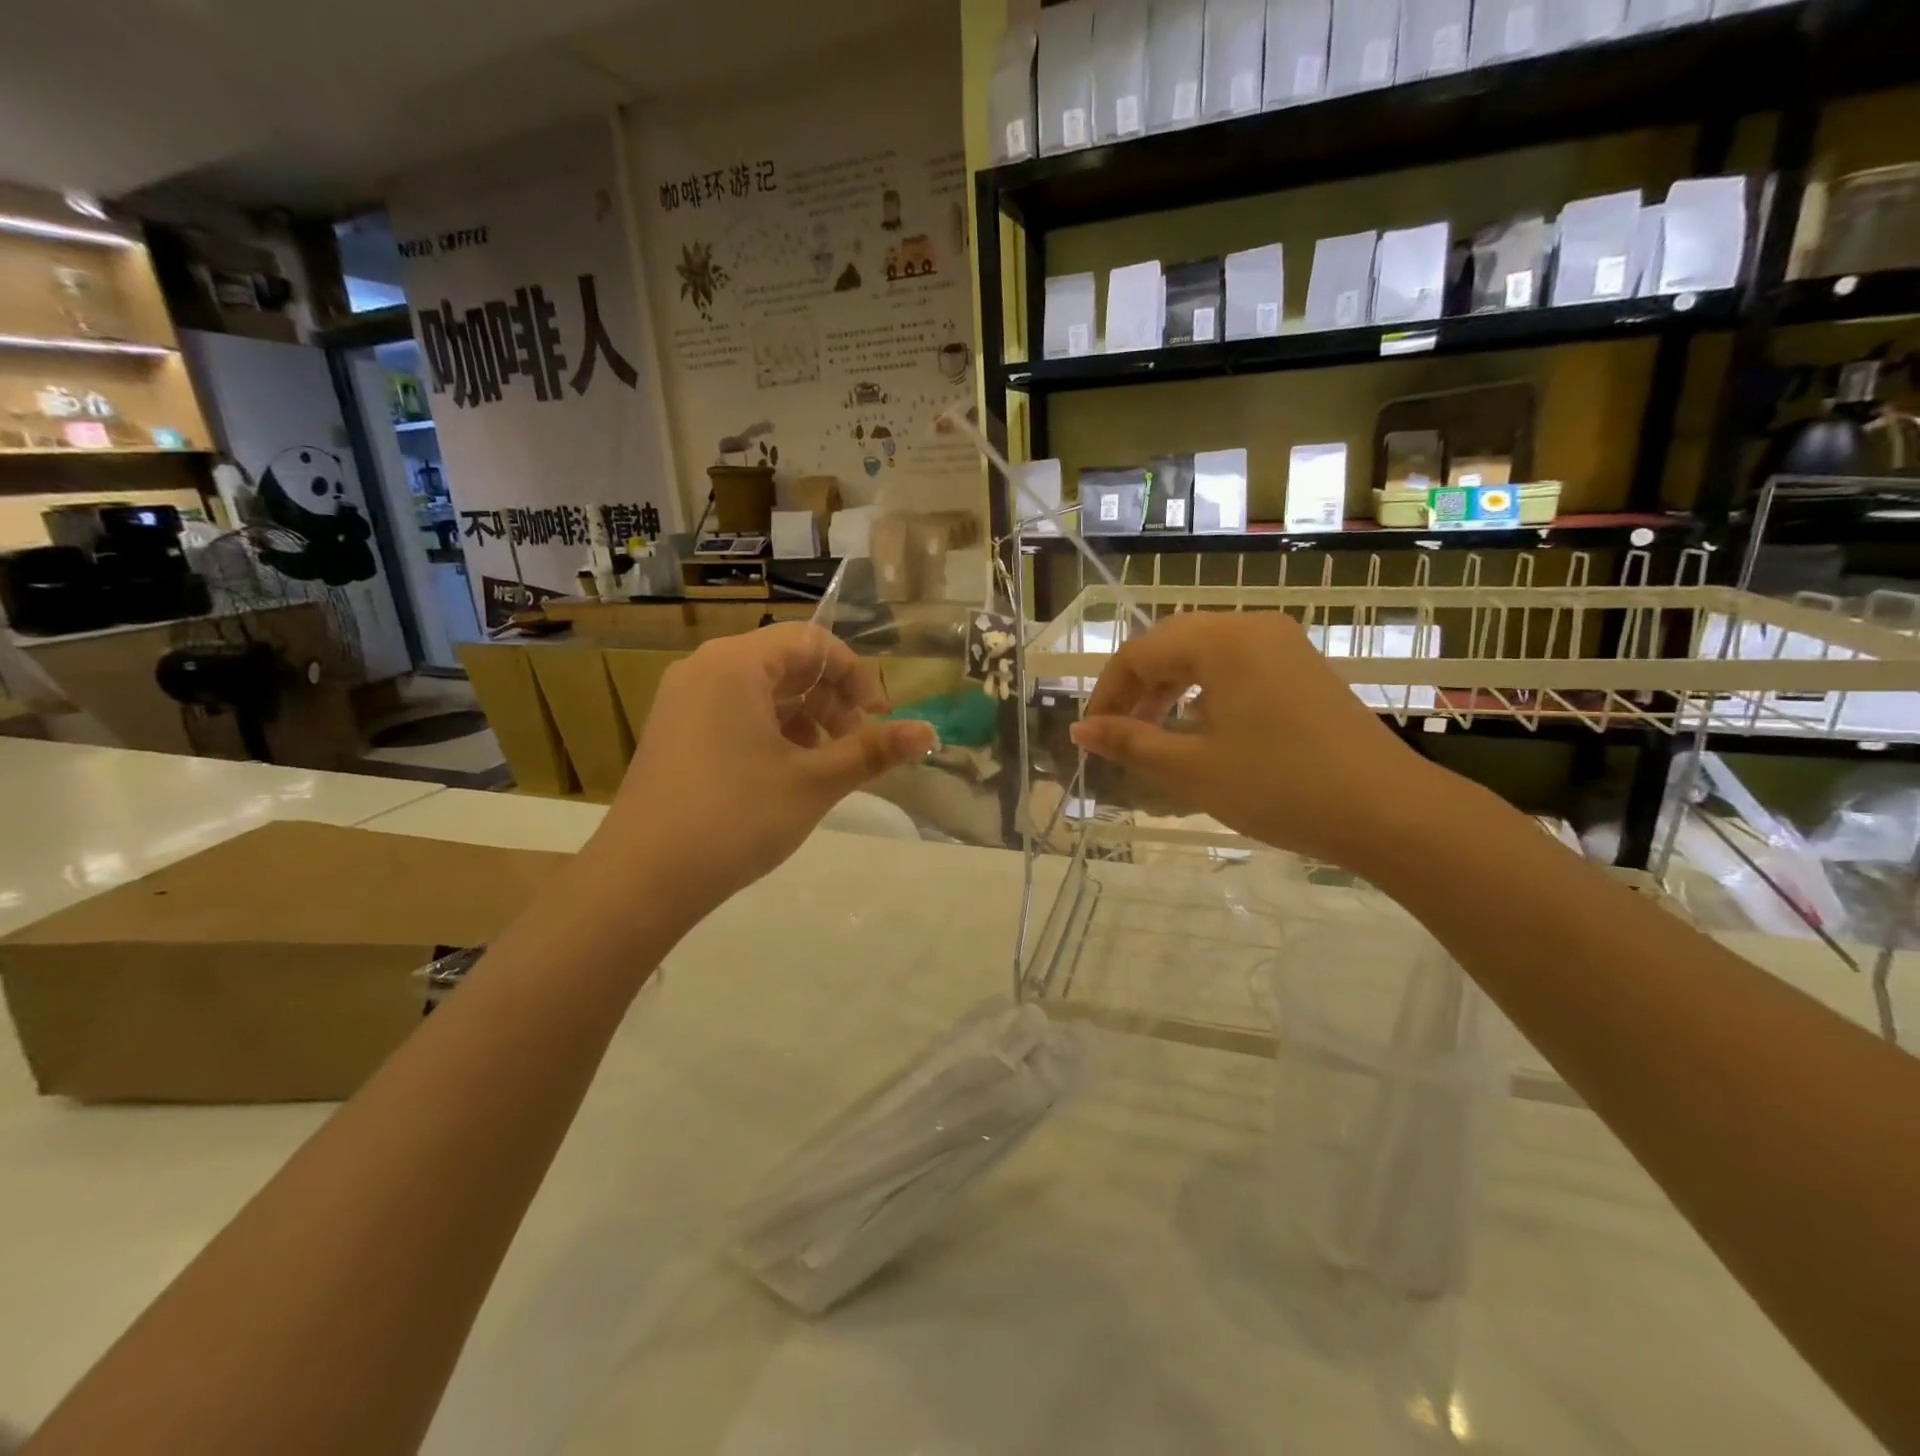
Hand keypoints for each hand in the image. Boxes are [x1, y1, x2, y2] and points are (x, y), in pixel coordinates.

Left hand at [582, 624, 935, 923]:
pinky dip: (771, 732)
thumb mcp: (814, 782)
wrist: (641, 879)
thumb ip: (873, 750)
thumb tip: (929, 732)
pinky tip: (786, 774)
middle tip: (856, 746)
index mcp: (736, 664)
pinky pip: (735, 714)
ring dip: (805, 719)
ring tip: (825, 764)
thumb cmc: (735, 818)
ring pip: (762, 692)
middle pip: (786, 663)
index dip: (855, 675)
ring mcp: (683, 702)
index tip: (879, 718)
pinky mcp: (674, 733)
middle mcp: (705, 670)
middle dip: (831, 700)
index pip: (812, 642)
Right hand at [1070, 612, 1444, 869]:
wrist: (1388, 812)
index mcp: (1222, 640)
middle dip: (1136, 689)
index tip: (1091, 736)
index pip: (1140, 653)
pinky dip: (1205, 692)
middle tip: (1117, 734)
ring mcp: (1284, 646)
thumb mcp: (1192, 769)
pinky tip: (1201, 729)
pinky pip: (1237, 667)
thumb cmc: (1279, 786)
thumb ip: (1130, 742)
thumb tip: (1080, 730)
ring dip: (1169, 690)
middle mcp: (1252, 628)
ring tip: (1152, 734)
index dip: (1107, 694)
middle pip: (1171, 645)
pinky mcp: (1304, 670)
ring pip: (1204, 655)